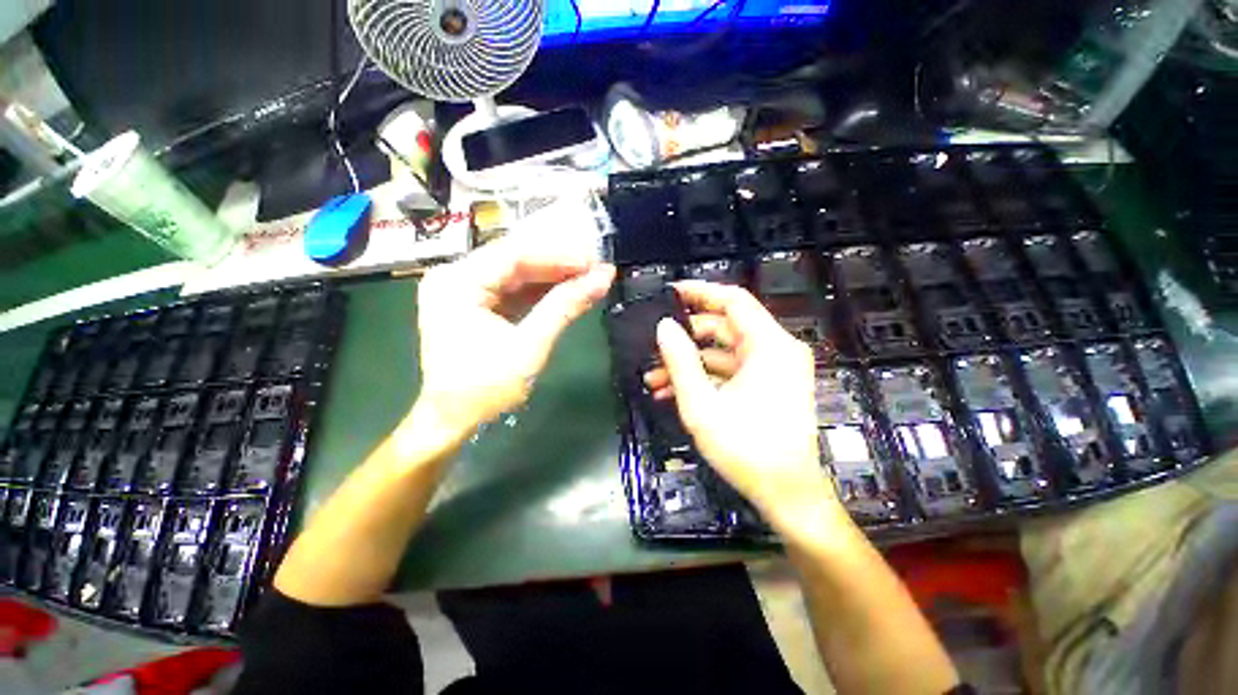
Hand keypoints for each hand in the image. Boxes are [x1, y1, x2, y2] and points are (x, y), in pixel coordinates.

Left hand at [415, 234, 614, 437]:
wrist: (453, 421)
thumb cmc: (485, 388)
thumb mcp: (529, 346)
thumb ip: (565, 307)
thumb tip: (603, 278)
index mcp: (458, 283)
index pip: (514, 255)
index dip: (559, 256)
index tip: (595, 261)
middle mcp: (455, 277)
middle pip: (515, 260)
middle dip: (559, 265)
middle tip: (597, 268)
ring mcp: (463, 290)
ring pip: (517, 274)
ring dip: (554, 277)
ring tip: (589, 277)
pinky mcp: (474, 304)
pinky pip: (512, 290)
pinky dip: (541, 292)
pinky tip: (568, 291)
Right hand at [645, 281, 837, 531]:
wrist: (787, 495)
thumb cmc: (746, 449)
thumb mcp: (702, 404)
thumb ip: (680, 361)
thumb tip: (663, 327)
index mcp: (769, 345)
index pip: (733, 300)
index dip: (700, 292)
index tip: (670, 293)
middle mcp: (776, 350)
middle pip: (725, 327)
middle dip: (685, 337)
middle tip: (654, 346)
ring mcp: (773, 369)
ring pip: (723, 352)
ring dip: (689, 363)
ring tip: (654, 377)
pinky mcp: (768, 385)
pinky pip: (731, 371)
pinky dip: (705, 377)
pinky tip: (673, 391)